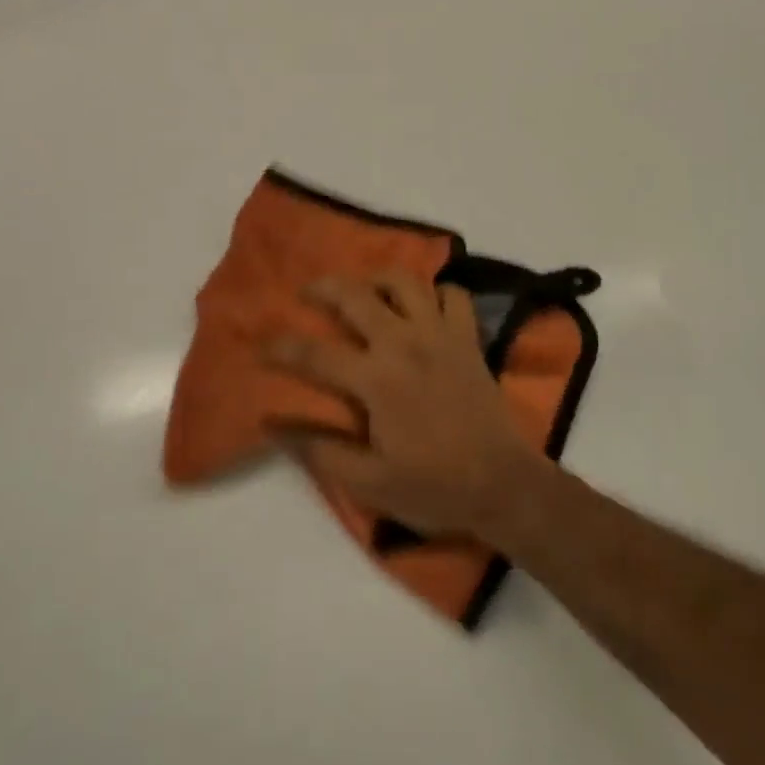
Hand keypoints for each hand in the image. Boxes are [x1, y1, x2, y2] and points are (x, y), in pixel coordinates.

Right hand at [262, 273, 546, 540]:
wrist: (503, 484)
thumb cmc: (434, 486)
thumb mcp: (369, 483)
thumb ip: (320, 450)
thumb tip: (275, 424)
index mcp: (376, 379)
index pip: (315, 354)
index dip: (282, 348)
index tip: (261, 345)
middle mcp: (404, 343)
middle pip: (355, 296)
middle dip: (323, 288)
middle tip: (308, 293)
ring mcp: (440, 334)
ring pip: (405, 281)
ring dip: (378, 278)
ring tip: (365, 288)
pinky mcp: (468, 337)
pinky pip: (453, 295)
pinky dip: (436, 293)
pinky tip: (424, 306)